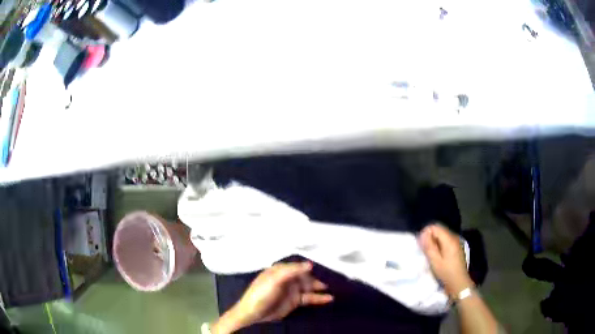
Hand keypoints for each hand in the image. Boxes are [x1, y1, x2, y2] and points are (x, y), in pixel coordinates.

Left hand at [211, 262, 332, 333]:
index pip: (298, 265)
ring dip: (319, 287)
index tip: (325, 264)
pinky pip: (309, 298)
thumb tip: (310, 264)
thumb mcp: (275, 280)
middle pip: (305, 276)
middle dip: (317, 277)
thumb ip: (292, 271)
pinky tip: (329, 298)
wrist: (254, 313)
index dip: (309, 266)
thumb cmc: (261, 293)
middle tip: (332, 278)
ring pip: (309, 287)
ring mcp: (291, 290)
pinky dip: (318, 298)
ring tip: (334, 288)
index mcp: (280, 270)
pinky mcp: (294, 301)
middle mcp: (287, 279)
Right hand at [419, 223, 473, 298]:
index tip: (420, 243)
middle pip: (439, 230)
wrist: (459, 283)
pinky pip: (446, 241)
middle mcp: (454, 237)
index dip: (426, 232)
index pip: (435, 227)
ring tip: (428, 252)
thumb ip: (429, 246)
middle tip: (423, 248)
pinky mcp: (456, 247)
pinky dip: (439, 244)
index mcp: (449, 239)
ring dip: (434, 241)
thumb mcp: (435, 261)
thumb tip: (423, 234)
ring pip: (442, 235)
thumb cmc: (446, 273)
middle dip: (430, 236)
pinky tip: (436, 254)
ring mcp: (456, 242)